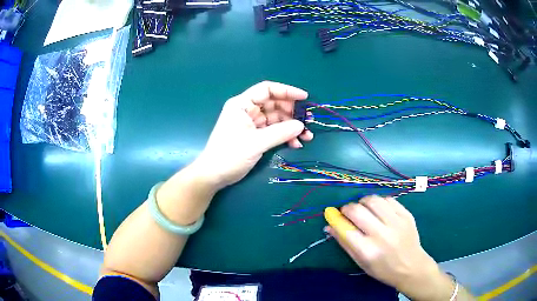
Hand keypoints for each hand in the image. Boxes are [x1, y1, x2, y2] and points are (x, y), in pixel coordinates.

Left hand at [194, 81, 313, 189]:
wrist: (214, 175)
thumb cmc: (229, 155)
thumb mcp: (256, 143)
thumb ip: (280, 133)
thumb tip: (301, 125)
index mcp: (242, 104)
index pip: (267, 89)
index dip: (286, 91)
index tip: (304, 98)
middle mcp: (247, 110)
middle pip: (274, 104)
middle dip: (292, 112)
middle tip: (308, 122)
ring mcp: (251, 123)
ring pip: (276, 119)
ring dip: (291, 127)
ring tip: (306, 137)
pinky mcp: (254, 135)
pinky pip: (273, 131)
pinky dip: (285, 136)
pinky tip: (295, 144)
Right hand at [325, 196, 455, 300]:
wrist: (412, 267)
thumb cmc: (383, 269)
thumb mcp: (361, 262)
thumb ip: (345, 244)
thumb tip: (329, 226)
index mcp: (368, 251)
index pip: (345, 228)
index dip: (336, 219)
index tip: (333, 215)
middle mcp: (382, 235)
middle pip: (358, 210)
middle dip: (347, 208)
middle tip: (348, 212)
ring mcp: (397, 223)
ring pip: (373, 200)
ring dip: (363, 201)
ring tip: (363, 208)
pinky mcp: (407, 215)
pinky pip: (388, 199)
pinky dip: (379, 202)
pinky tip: (379, 209)